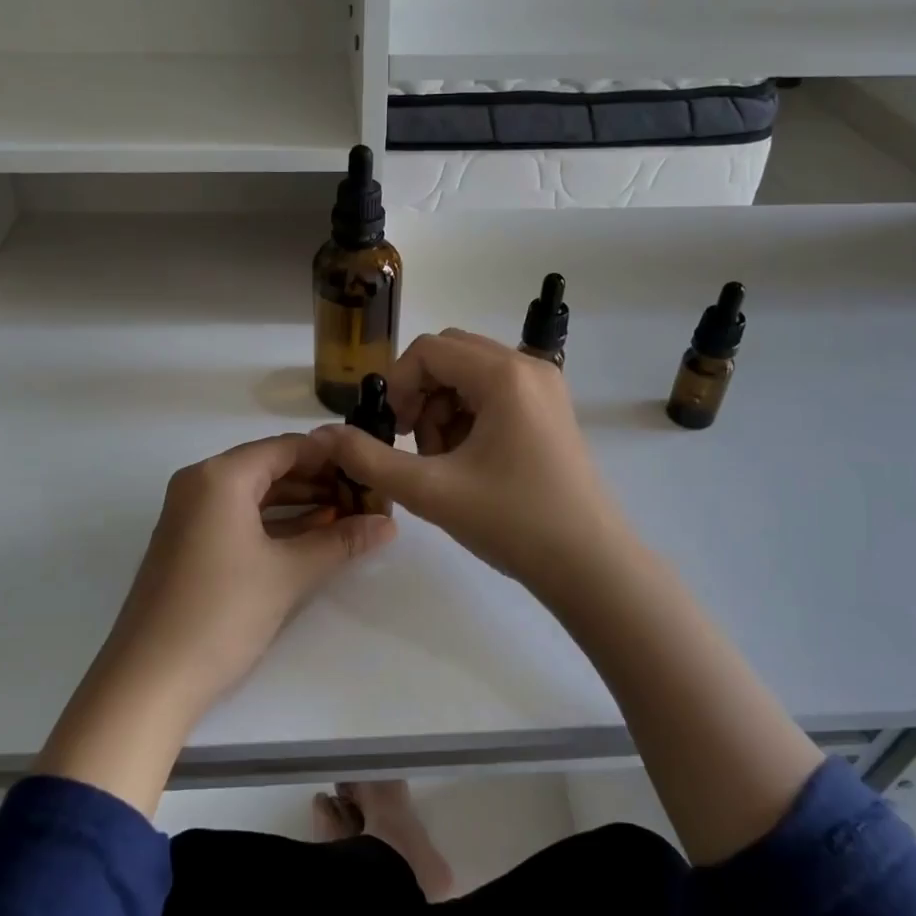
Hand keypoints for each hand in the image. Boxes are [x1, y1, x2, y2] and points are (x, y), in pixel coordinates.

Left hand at [35, 433, 394, 812]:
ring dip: (300, 504)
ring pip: (256, 494)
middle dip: (319, 482)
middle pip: (270, 467)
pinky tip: (312, 537)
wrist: (149, 681)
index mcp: (220, 476)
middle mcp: (200, 483)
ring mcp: (190, 513)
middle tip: (365, 498)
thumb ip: (341, 542)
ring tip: (348, 518)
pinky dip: (274, 523)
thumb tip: (388, 524)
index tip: (371, 472)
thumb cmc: (222, 613)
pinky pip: (239, 516)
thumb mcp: (288, 574)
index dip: (332, 457)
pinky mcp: (189, 542)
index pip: (287, 448)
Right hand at [319, 329, 632, 601]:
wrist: (590, 566)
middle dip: (422, 396)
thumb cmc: (513, 522)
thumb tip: (325, 436)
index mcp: (504, 375)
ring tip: (446, 462)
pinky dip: (470, 417)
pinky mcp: (550, 410)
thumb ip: (370, 460)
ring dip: (444, 409)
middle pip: (450, 356)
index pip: (429, 349)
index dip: (399, 385)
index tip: (394, 432)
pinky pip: (495, 393)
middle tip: (418, 446)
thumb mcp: (431, 492)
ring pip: (471, 375)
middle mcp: (528, 367)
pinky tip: (470, 463)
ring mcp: (544, 387)